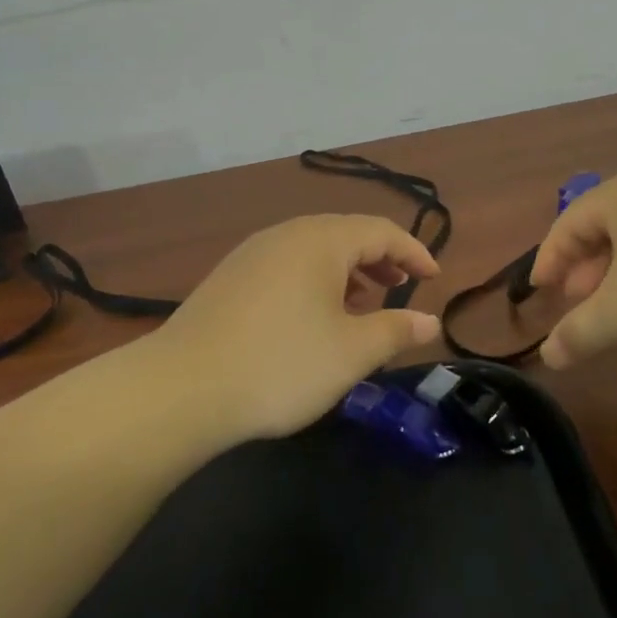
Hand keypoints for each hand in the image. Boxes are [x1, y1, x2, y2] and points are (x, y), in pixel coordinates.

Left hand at [155, 214, 442, 439]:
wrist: (182, 387)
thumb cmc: (281, 363)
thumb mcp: (351, 352)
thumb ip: (395, 330)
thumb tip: (429, 321)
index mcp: (320, 240)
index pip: (380, 230)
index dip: (413, 251)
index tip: (434, 277)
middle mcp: (286, 234)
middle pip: (345, 234)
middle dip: (380, 258)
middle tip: (400, 286)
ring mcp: (252, 254)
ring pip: (313, 250)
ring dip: (346, 271)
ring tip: (362, 302)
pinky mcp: (229, 278)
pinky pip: (286, 266)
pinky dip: (314, 281)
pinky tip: (312, 316)